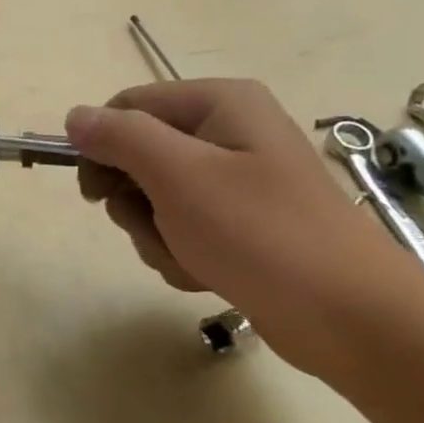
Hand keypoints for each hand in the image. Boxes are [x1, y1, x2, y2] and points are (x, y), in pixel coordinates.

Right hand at [65, 79, 405, 331]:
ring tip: (190, 257)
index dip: (101, 147)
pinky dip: (180, 253)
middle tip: (155, 227)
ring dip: (156, 235)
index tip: (95, 194)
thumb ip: (119, 137)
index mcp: (219, 103)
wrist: (350, 319)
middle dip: (135, 202)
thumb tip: (74, 116)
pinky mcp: (240, 223)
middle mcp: (227, 132)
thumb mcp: (178, 175)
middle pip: (137, 155)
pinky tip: (206, 273)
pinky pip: (180, 228)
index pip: (126, 108)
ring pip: (153, 199)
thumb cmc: (259, 233)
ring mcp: (235, 181)